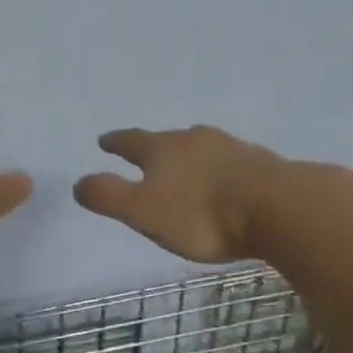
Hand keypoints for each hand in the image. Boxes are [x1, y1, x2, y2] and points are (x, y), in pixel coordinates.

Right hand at [73, 126, 286, 263]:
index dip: (115, 142)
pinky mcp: (260, 163)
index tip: (104, 140)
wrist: (275, 206)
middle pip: (169, 140)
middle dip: (156, 149)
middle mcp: (195, 139)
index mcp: (163, 148)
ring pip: (202, 149)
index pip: (131, 141)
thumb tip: (77, 183)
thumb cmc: (201, 213)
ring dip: (191, 158)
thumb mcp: (144, 211)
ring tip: (187, 171)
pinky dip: (221, 172)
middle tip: (148, 155)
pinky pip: (231, 163)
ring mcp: (230, 148)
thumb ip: (109, 196)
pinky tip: (227, 184)